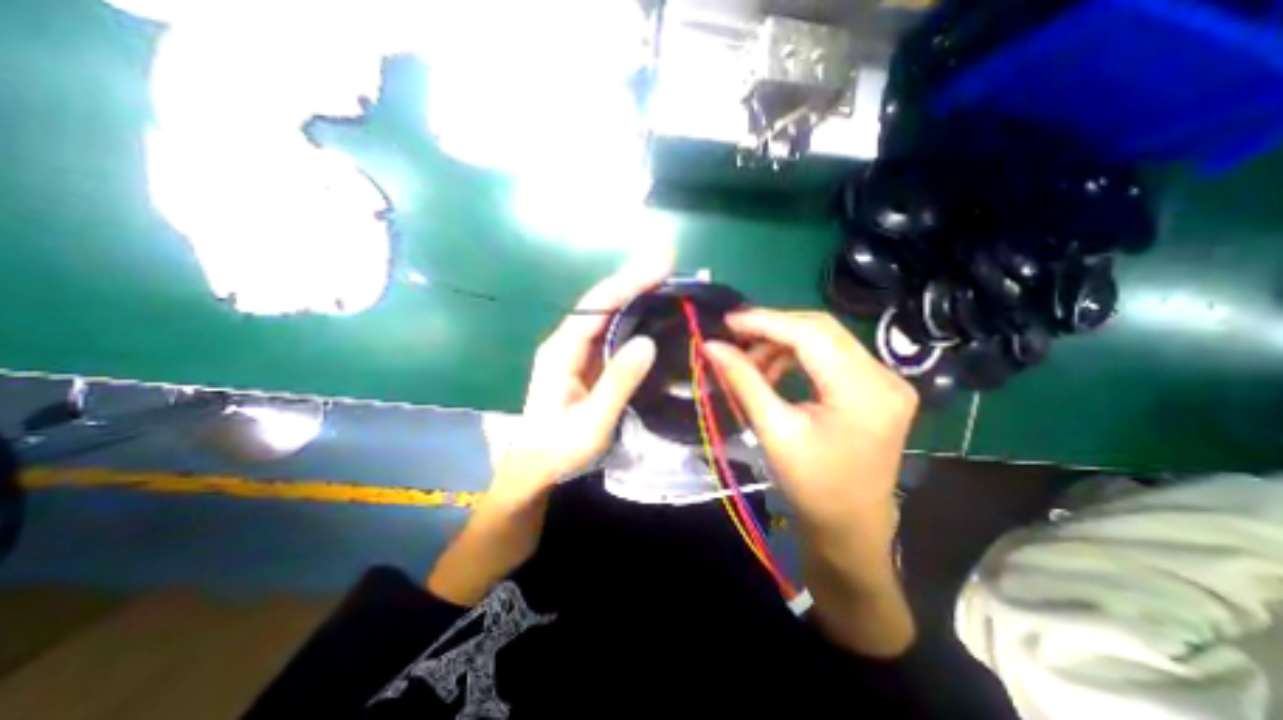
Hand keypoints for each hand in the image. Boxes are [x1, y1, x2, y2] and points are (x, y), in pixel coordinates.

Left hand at [494, 249, 672, 501]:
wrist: (537, 468)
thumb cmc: (559, 450)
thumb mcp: (591, 423)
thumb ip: (617, 383)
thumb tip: (647, 343)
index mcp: (561, 351)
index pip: (596, 306)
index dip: (628, 282)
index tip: (661, 265)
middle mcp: (567, 342)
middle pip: (603, 302)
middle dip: (635, 279)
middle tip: (670, 263)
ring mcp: (577, 350)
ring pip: (608, 314)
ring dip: (636, 294)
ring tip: (668, 279)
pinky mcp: (588, 361)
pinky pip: (613, 331)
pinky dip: (634, 316)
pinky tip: (653, 311)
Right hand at [697, 306, 917, 655]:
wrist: (850, 525)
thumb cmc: (812, 486)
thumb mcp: (773, 431)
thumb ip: (743, 381)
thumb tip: (711, 346)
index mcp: (864, 390)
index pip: (811, 334)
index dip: (766, 321)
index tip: (728, 321)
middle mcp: (884, 376)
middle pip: (822, 330)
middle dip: (773, 329)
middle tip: (735, 339)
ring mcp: (885, 380)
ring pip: (825, 340)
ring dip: (784, 344)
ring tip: (752, 364)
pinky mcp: (877, 387)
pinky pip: (832, 356)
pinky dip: (798, 357)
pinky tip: (775, 371)